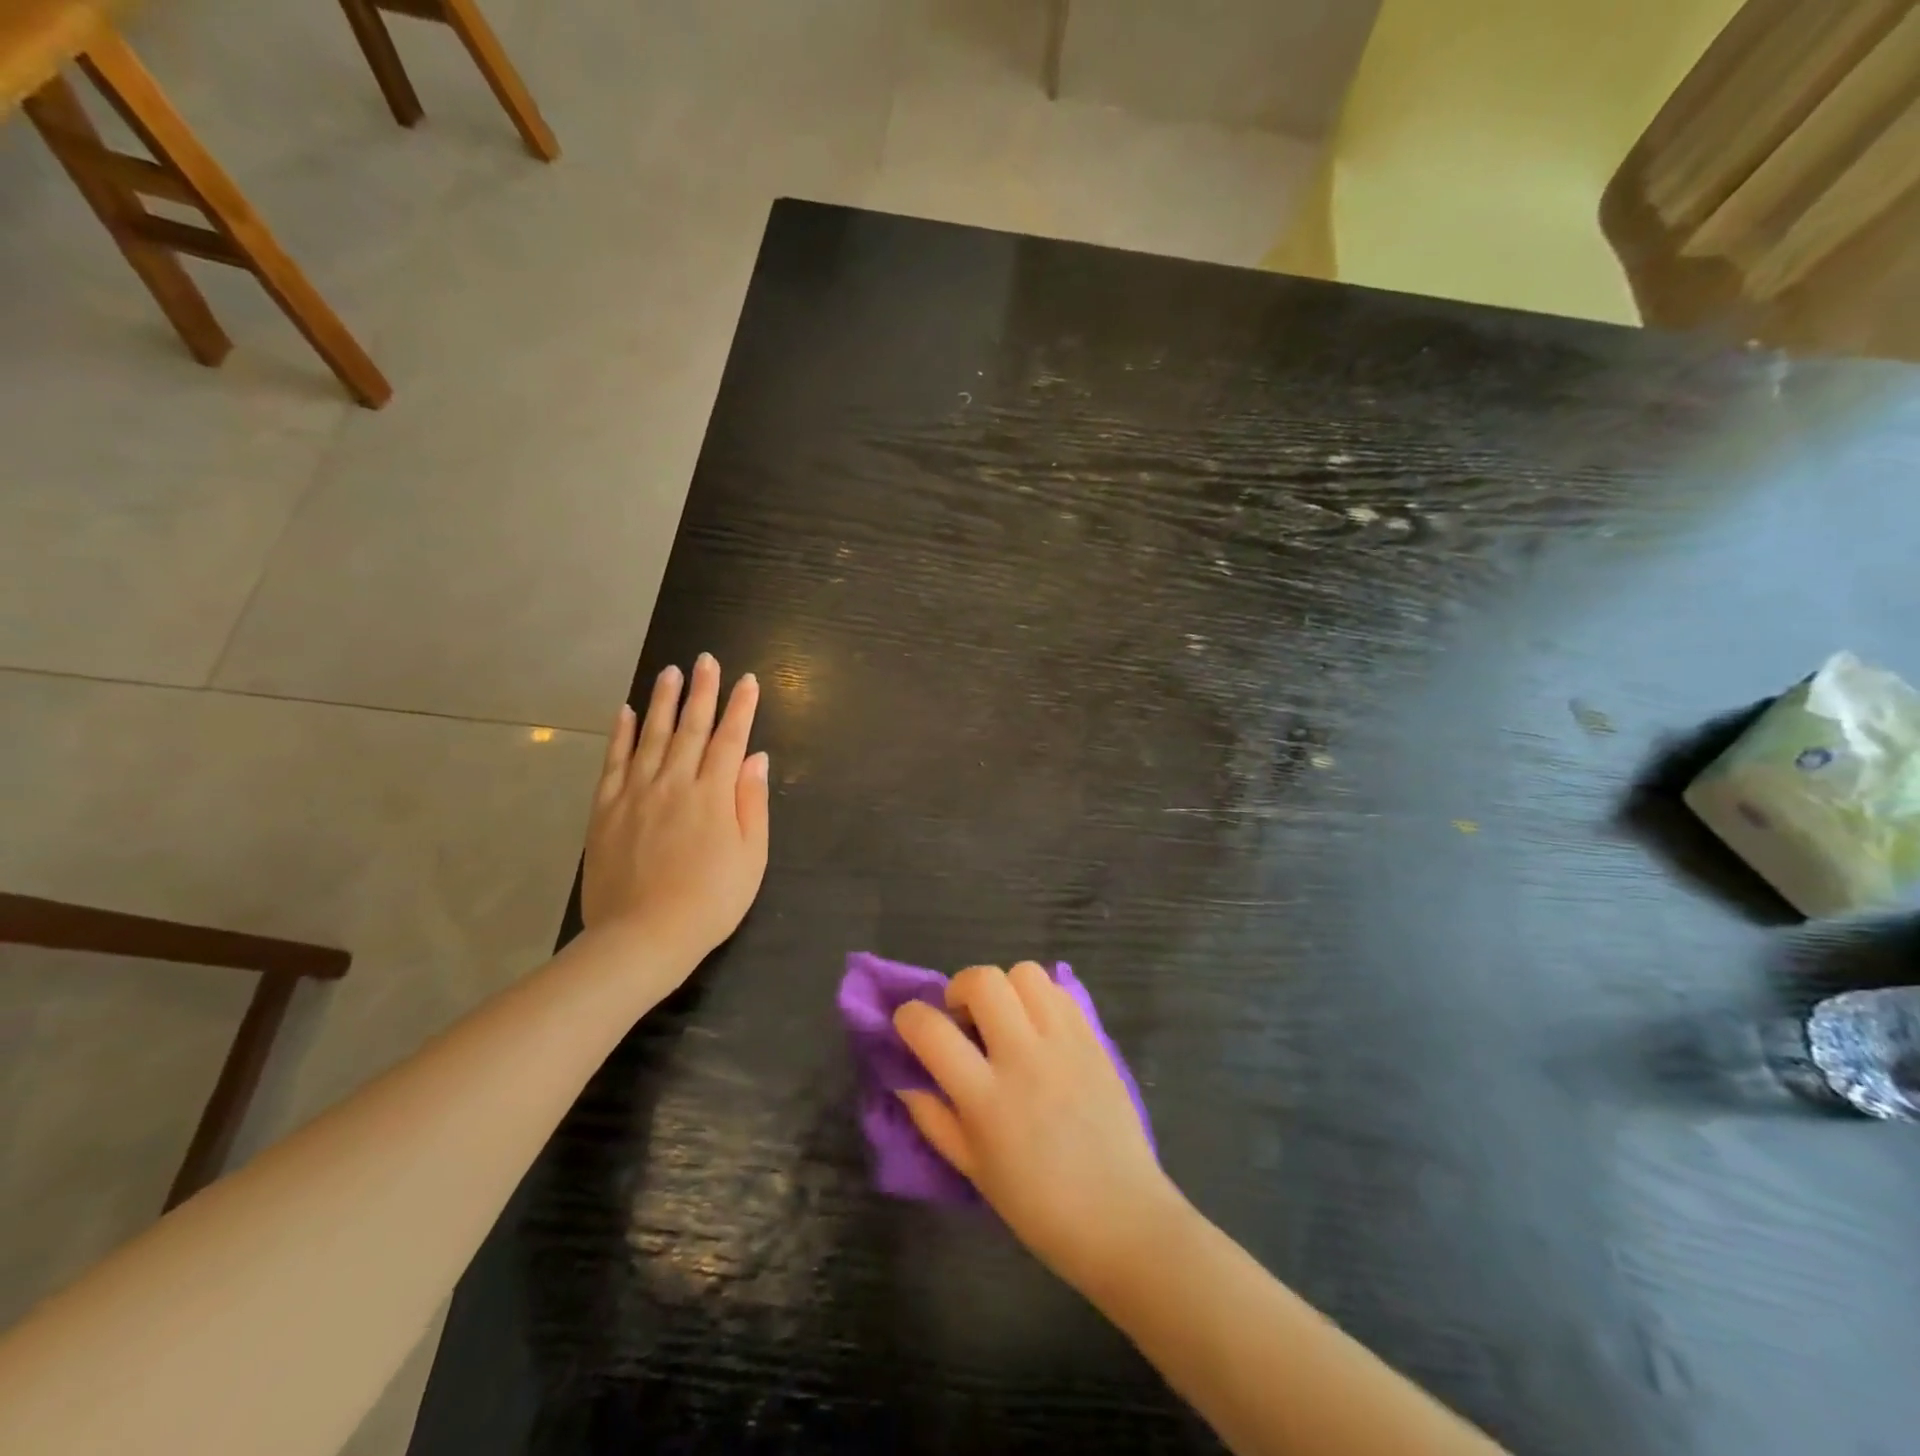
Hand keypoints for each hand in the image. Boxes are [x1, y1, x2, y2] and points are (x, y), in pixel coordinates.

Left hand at [581, 654, 769, 964]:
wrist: (644, 936)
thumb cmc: (711, 900)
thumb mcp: (752, 856)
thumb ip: (752, 803)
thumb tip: (756, 758)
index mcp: (713, 794)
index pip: (731, 739)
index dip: (741, 707)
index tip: (747, 680)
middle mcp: (674, 782)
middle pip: (691, 728)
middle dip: (702, 691)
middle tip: (706, 660)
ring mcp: (636, 793)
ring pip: (652, 735)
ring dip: (663, 701)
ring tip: (670, 672)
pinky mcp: (606, 809)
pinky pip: (614, 761)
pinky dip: (620, 734)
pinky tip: (625, 711)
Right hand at [894, 963, 1187, 1293]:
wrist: (1120, 1217)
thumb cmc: (1038, 1206)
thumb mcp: (972, 1169)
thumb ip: (933, 1119)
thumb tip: (905, 1079)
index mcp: (986, 1099)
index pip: (932, 1030)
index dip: (909, 1017)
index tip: (910, 1023)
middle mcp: (1023, 1058)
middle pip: (983, 981)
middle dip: (960, 988)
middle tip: (964, 1018)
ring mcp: (1063, 1043)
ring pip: (1025, 973)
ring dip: (1005, 988)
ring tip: (1006, 1019)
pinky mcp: (1093, 1039)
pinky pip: (1060, 992)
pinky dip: (1040, 998)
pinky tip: (1039, 1029)